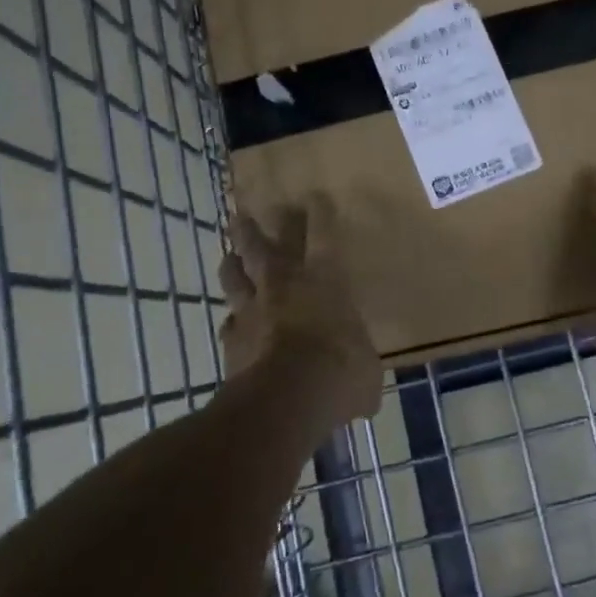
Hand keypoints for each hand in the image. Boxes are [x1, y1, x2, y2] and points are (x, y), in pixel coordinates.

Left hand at [219, 198, 380, 416]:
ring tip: (230, 251)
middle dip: (260, 228)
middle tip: (249, 212)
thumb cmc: (339, 373)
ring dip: (233, 261)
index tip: (314, 197)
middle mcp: (286, 287)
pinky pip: (229, 322)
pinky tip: (230, 320)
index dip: (320, 217)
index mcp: (325, 282)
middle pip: (267, 247)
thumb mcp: (366, 371)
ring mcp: (254, 311)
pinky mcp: (232, 340)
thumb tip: (360, 386)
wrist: (285, 400)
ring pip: (237, 276)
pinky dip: (232, 319)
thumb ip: (358, 362)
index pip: (324, 239)